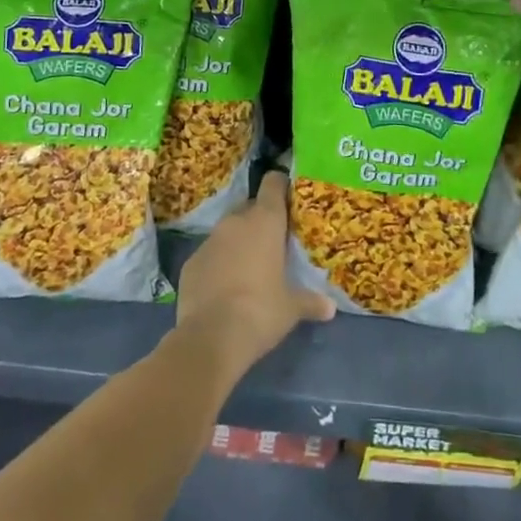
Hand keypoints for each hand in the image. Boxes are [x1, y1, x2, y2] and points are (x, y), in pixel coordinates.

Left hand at [175, 172, 333, 380]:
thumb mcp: (291, 308)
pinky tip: (224, 287)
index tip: (288, 195)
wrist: (211, 337)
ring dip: (238, 242)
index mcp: (265, 221)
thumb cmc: (261, 311)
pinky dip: (218, 264)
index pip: (273, 184)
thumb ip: (310, 301)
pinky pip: (209, 254)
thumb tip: (330, 307)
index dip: (280, 185)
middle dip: (260, 220)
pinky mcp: (190, 262)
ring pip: (228, 231)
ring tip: (249, 267)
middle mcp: (236, 222)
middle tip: (273, 241)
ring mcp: (209, 240)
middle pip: (250, 207)